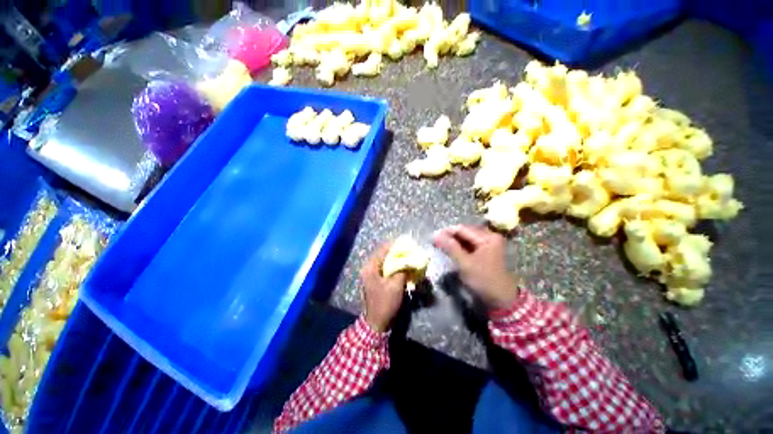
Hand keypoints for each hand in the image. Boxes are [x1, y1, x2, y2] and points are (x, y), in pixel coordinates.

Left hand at [361, 243, 407, 331]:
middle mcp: (369, 268)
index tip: (406, 243)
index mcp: (370, 267)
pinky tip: (402, 266)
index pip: (382, 250)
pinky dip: (393, 266)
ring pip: (384, 261)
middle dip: (396, 252)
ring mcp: (371, 274)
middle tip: (408, 250)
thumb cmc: (385, 302)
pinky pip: (385, 268)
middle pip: (383, 254)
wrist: (377, 322)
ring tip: (407, 257)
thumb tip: (409, 260)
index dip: (394, 245)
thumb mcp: (396, 285)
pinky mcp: (375, 280)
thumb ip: (402, 270)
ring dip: (395, 259)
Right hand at [433, 225, 519, 310]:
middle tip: (435, 242)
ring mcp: (488, 243)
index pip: (462, 229)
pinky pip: (470, 244)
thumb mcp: (465, 263)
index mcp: (487, 237)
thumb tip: (435, 235)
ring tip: (441, 246)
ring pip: (466, 238)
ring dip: (453, 242)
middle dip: (449, 237)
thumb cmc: (483, 280)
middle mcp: (489, 236)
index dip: (446, 232)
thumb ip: (450, 247)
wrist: (501, 299)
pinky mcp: (486, 251)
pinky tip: (451, 250)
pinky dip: (460, 247)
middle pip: (464, 232)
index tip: (432, 237)